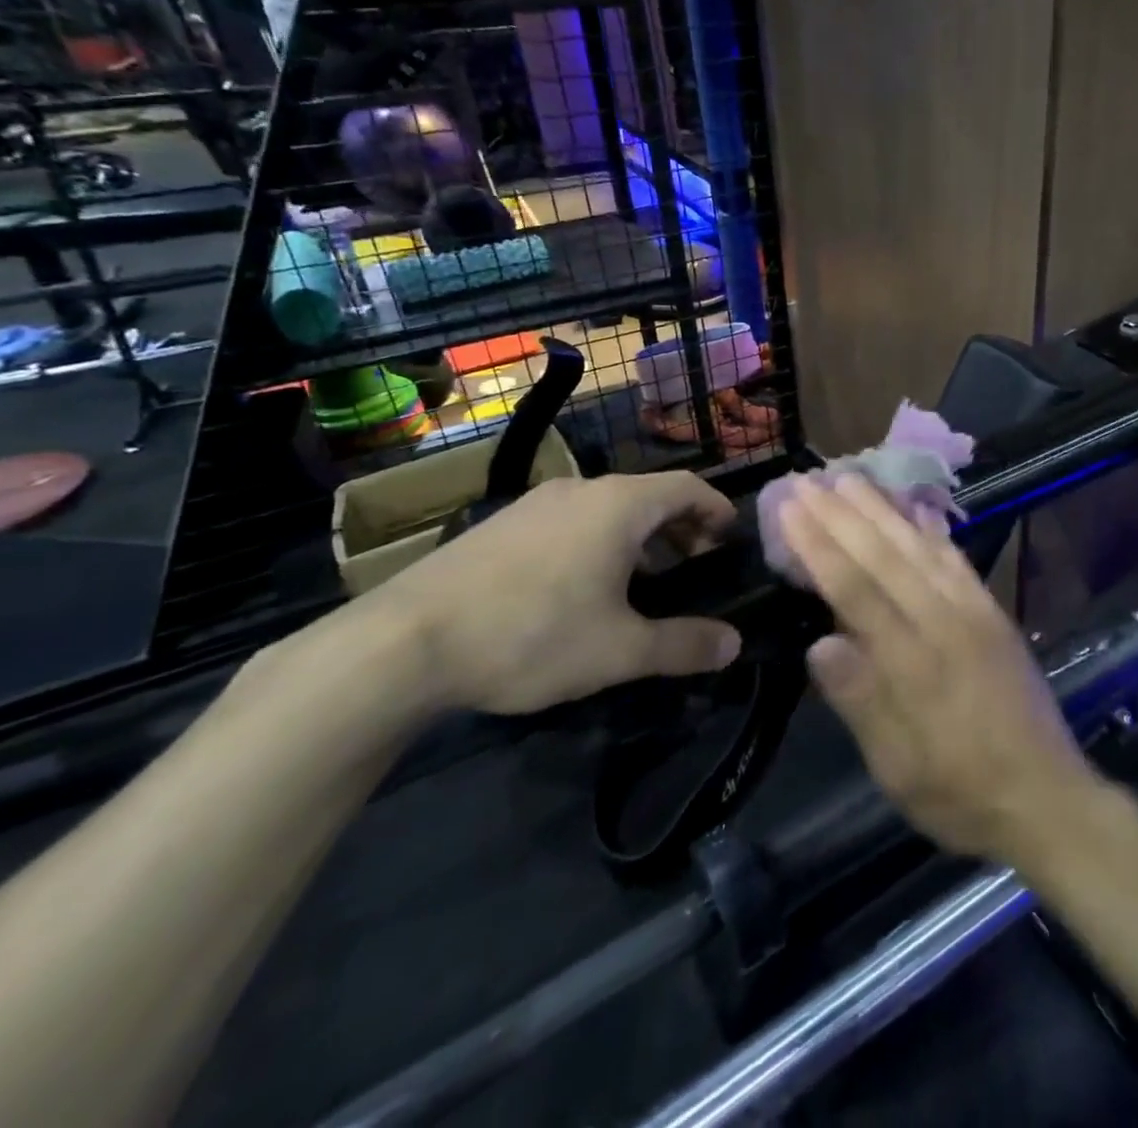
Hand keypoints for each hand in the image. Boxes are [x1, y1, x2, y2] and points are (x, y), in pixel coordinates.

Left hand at [381, 472, 741, 714]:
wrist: (404, 642)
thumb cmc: (532, 635)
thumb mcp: (620, 650)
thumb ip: (684, 645)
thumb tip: (733, 645)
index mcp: (619, 504)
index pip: (687, 487)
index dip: (716, 509)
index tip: (730, 538)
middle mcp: (580, 490)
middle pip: (649, 495)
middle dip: (680, 526)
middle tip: (693, 566)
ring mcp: (535, 503)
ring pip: (607, 507)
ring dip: (638, 535)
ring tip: (643, 581)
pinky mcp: (501, 525)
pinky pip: (570, 520)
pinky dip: (598, 540)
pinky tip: (582, 587)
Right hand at [782, 474, 1099, 863]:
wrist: (1048, 800)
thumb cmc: (961, 793)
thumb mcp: (899, 769)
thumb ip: (861, 701)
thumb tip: (819, 643)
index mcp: (915, 662)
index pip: (857, 589)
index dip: (820, 546)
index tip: (791, 509)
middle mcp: (946, 622)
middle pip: (885, 556)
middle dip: (841, 515)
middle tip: (806, 480)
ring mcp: (975, 613)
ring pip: (920, 547)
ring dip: (882, 510)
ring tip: (850, 479)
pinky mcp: (995, 614)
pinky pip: (957, 561)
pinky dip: (930, 531)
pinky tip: (914, 513)